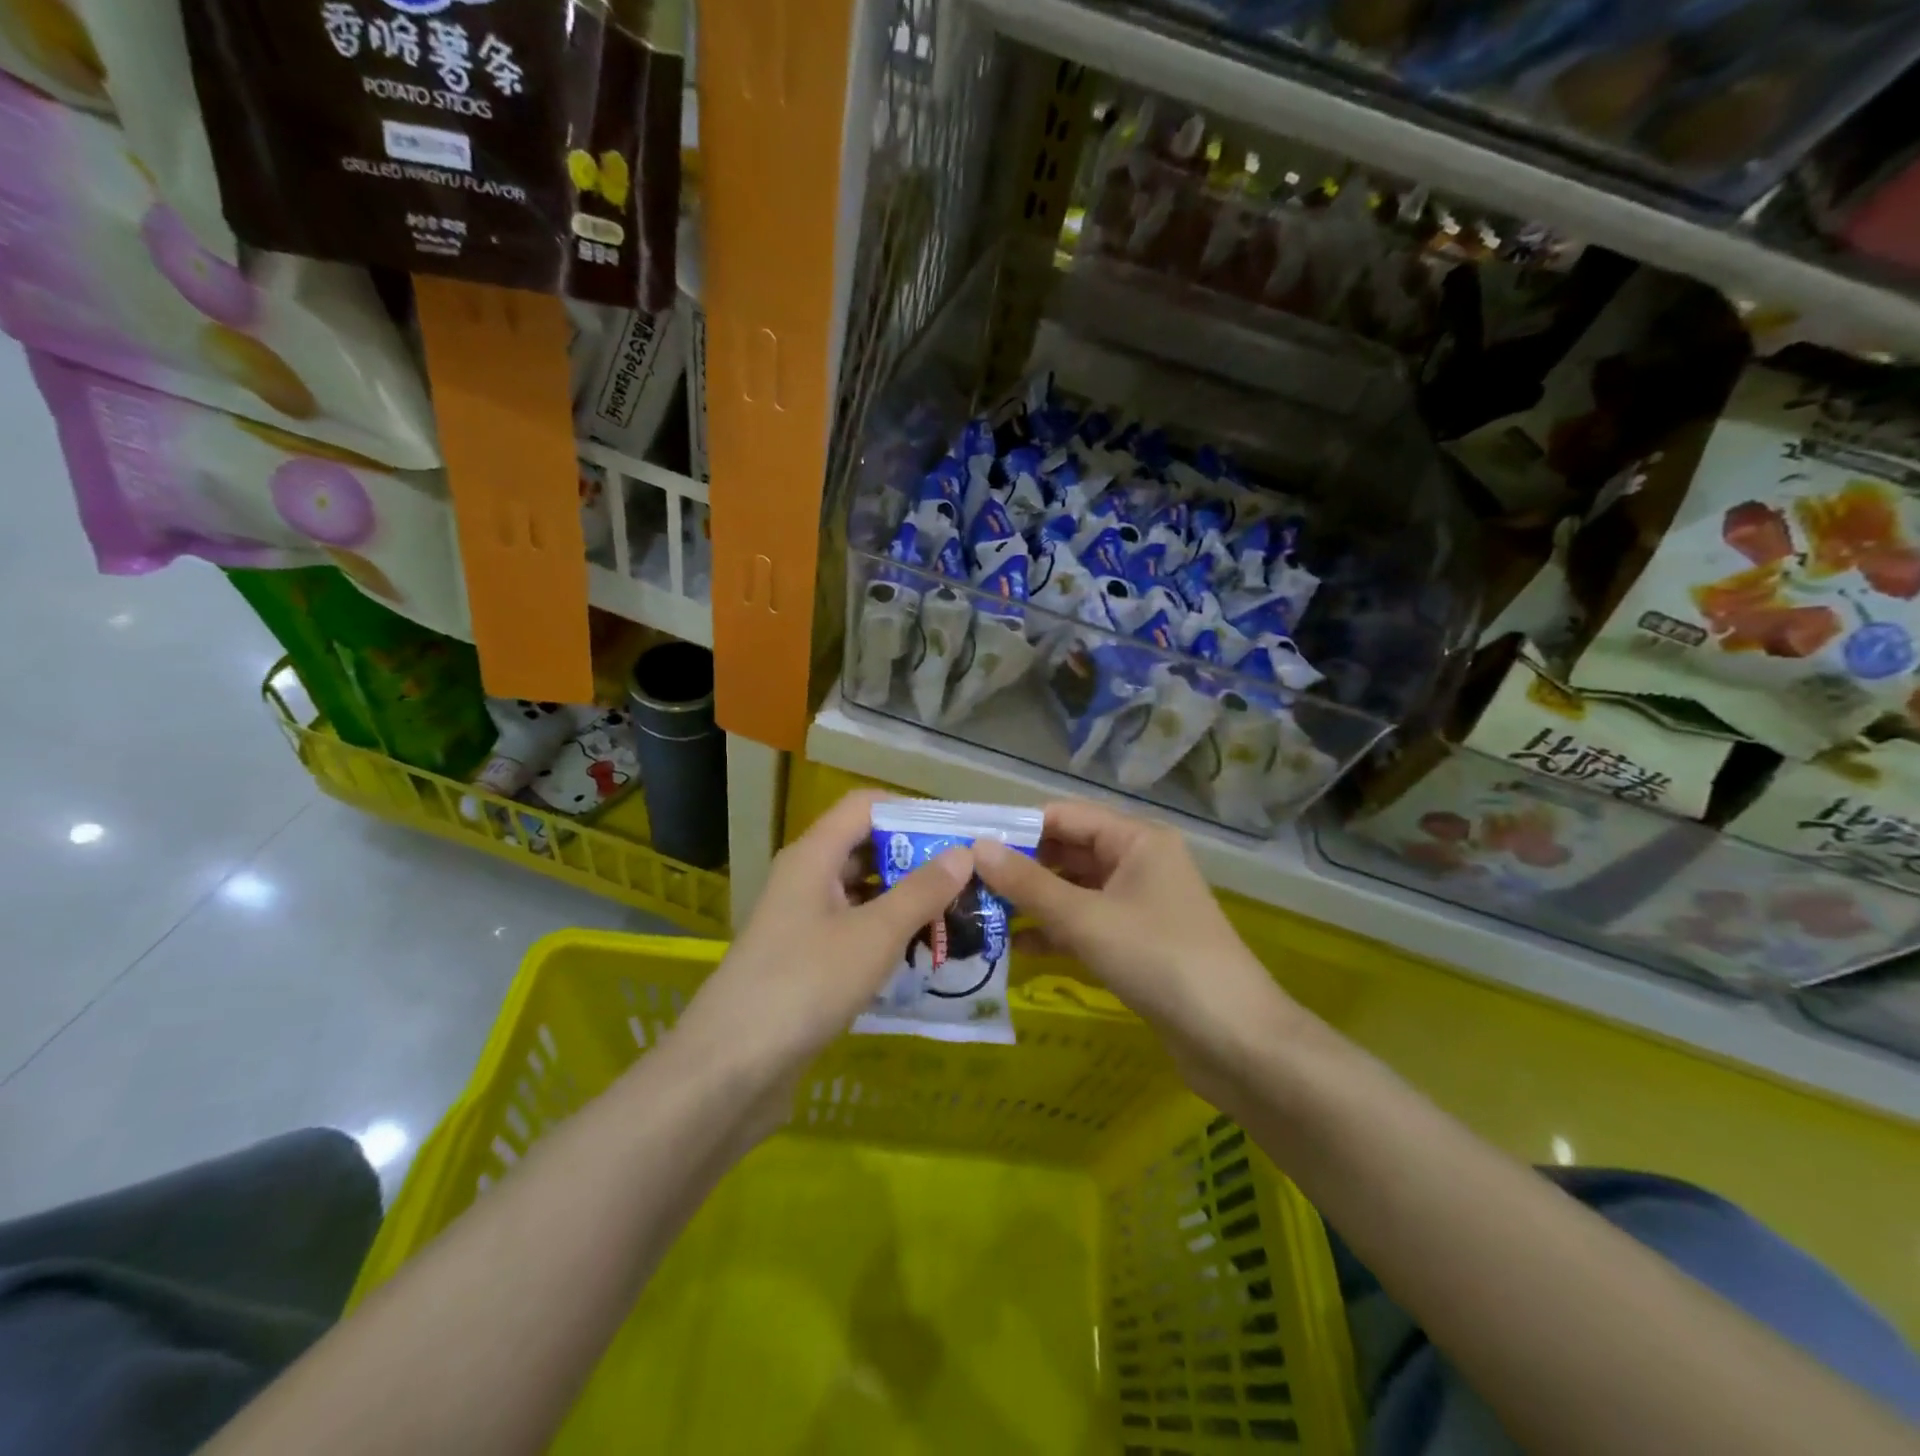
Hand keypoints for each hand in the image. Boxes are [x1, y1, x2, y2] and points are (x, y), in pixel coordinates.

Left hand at [671, 789, 971, 1095]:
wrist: (730, 1068)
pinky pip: (851, 930)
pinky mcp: (802, 960)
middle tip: (967, 879)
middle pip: (864, 848)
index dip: (911, 811)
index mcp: (814, 856)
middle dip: (915, 859)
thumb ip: (922, 891)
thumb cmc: (806, 983)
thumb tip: (963, 853)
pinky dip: (885, 933)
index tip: (957, 833)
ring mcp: (800, 921)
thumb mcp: (874, 935)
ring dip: (904, 900)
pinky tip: (919, 954)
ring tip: (954, 915)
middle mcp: (804, 878)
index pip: (865, 806)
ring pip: (860, 893)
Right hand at [973, 800, 1301, 1099]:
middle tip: (963, 883)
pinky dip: (1054, 933)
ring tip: (977, 915)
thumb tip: (976, 848)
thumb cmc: (1160, 960)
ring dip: (1032, 903)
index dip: (1015, 828)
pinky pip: (1086, 925)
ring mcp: (1138, 904)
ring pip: (1073, 892)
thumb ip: (1028, 884)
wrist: (1235, 1041)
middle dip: (1019, 868)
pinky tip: (1013, 950)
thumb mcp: (1086, 919)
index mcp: (1136, 839)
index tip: (965, 842)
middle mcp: (1138, 862)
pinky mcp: (1136, 943)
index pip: (1064, 816)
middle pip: (1067, 853)